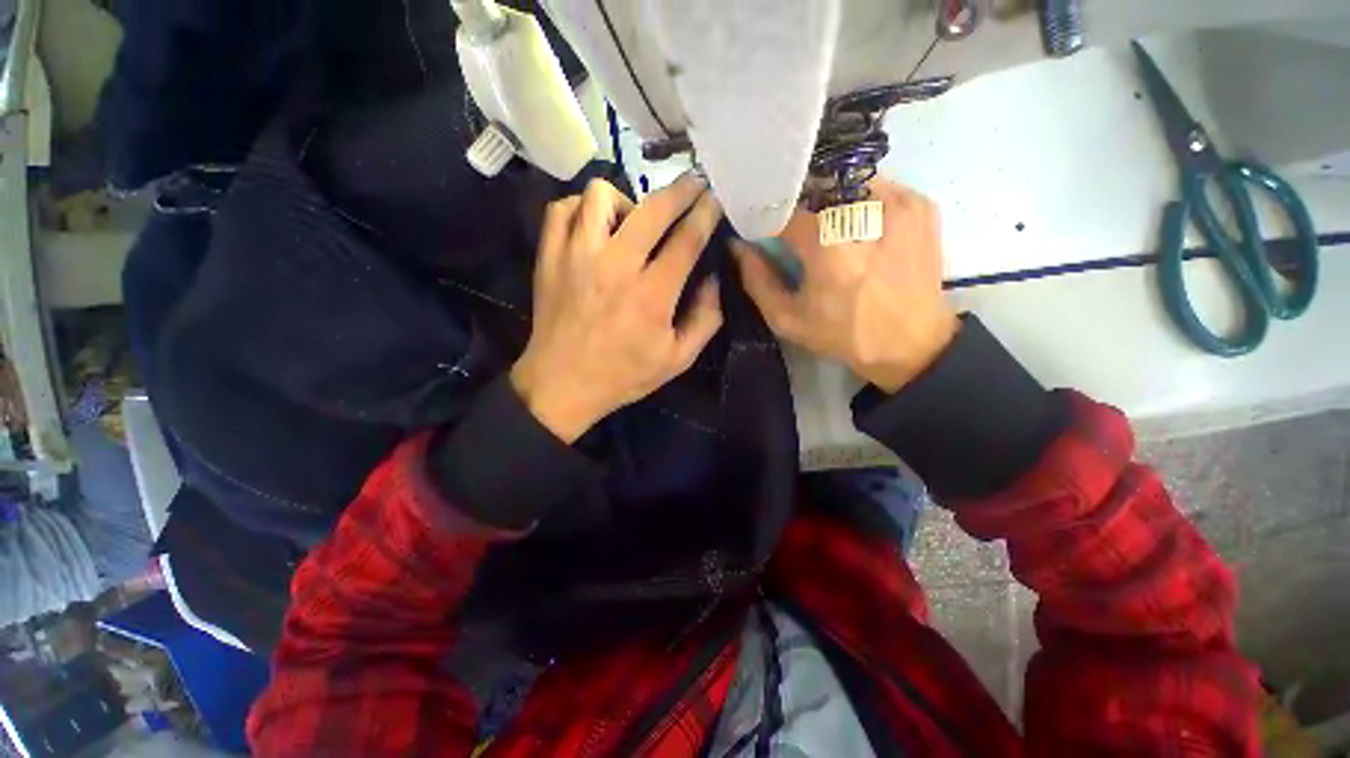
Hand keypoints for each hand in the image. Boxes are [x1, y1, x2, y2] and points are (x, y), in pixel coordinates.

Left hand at [511, 175, 723, 441]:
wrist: (562, 385)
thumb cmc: (624, 375)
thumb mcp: (678, 359)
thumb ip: (706, 319)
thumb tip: (713, 278)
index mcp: (651, 295)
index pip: (687, 239)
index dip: (706, 212)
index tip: (716, 197)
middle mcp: (615, 266)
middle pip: (652, 208)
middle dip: (680, 189)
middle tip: (692, 186)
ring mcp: (576, 256)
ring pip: (601, 195)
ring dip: (626, 200)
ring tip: (633, 220)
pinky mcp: (549, 257)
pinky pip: (563, 208)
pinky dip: (582, 209)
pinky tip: (594, 228)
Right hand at [732, 180, 957, 392]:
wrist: (912, 344)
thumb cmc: (843, 335)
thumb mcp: (787, 319)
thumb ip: (757, 280)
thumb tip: (739, 246)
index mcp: (827, 244)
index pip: (784, 209)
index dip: (772, 220)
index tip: (769, 234)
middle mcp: (863, 213)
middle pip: (815, 188)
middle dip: (800, 207)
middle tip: (800, 234)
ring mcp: (898, 203)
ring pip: (847, 182)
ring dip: (831, 202)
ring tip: (831, 232)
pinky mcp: (920, 204)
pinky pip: (877, 187)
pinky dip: (860, 202)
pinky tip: (860, 231)